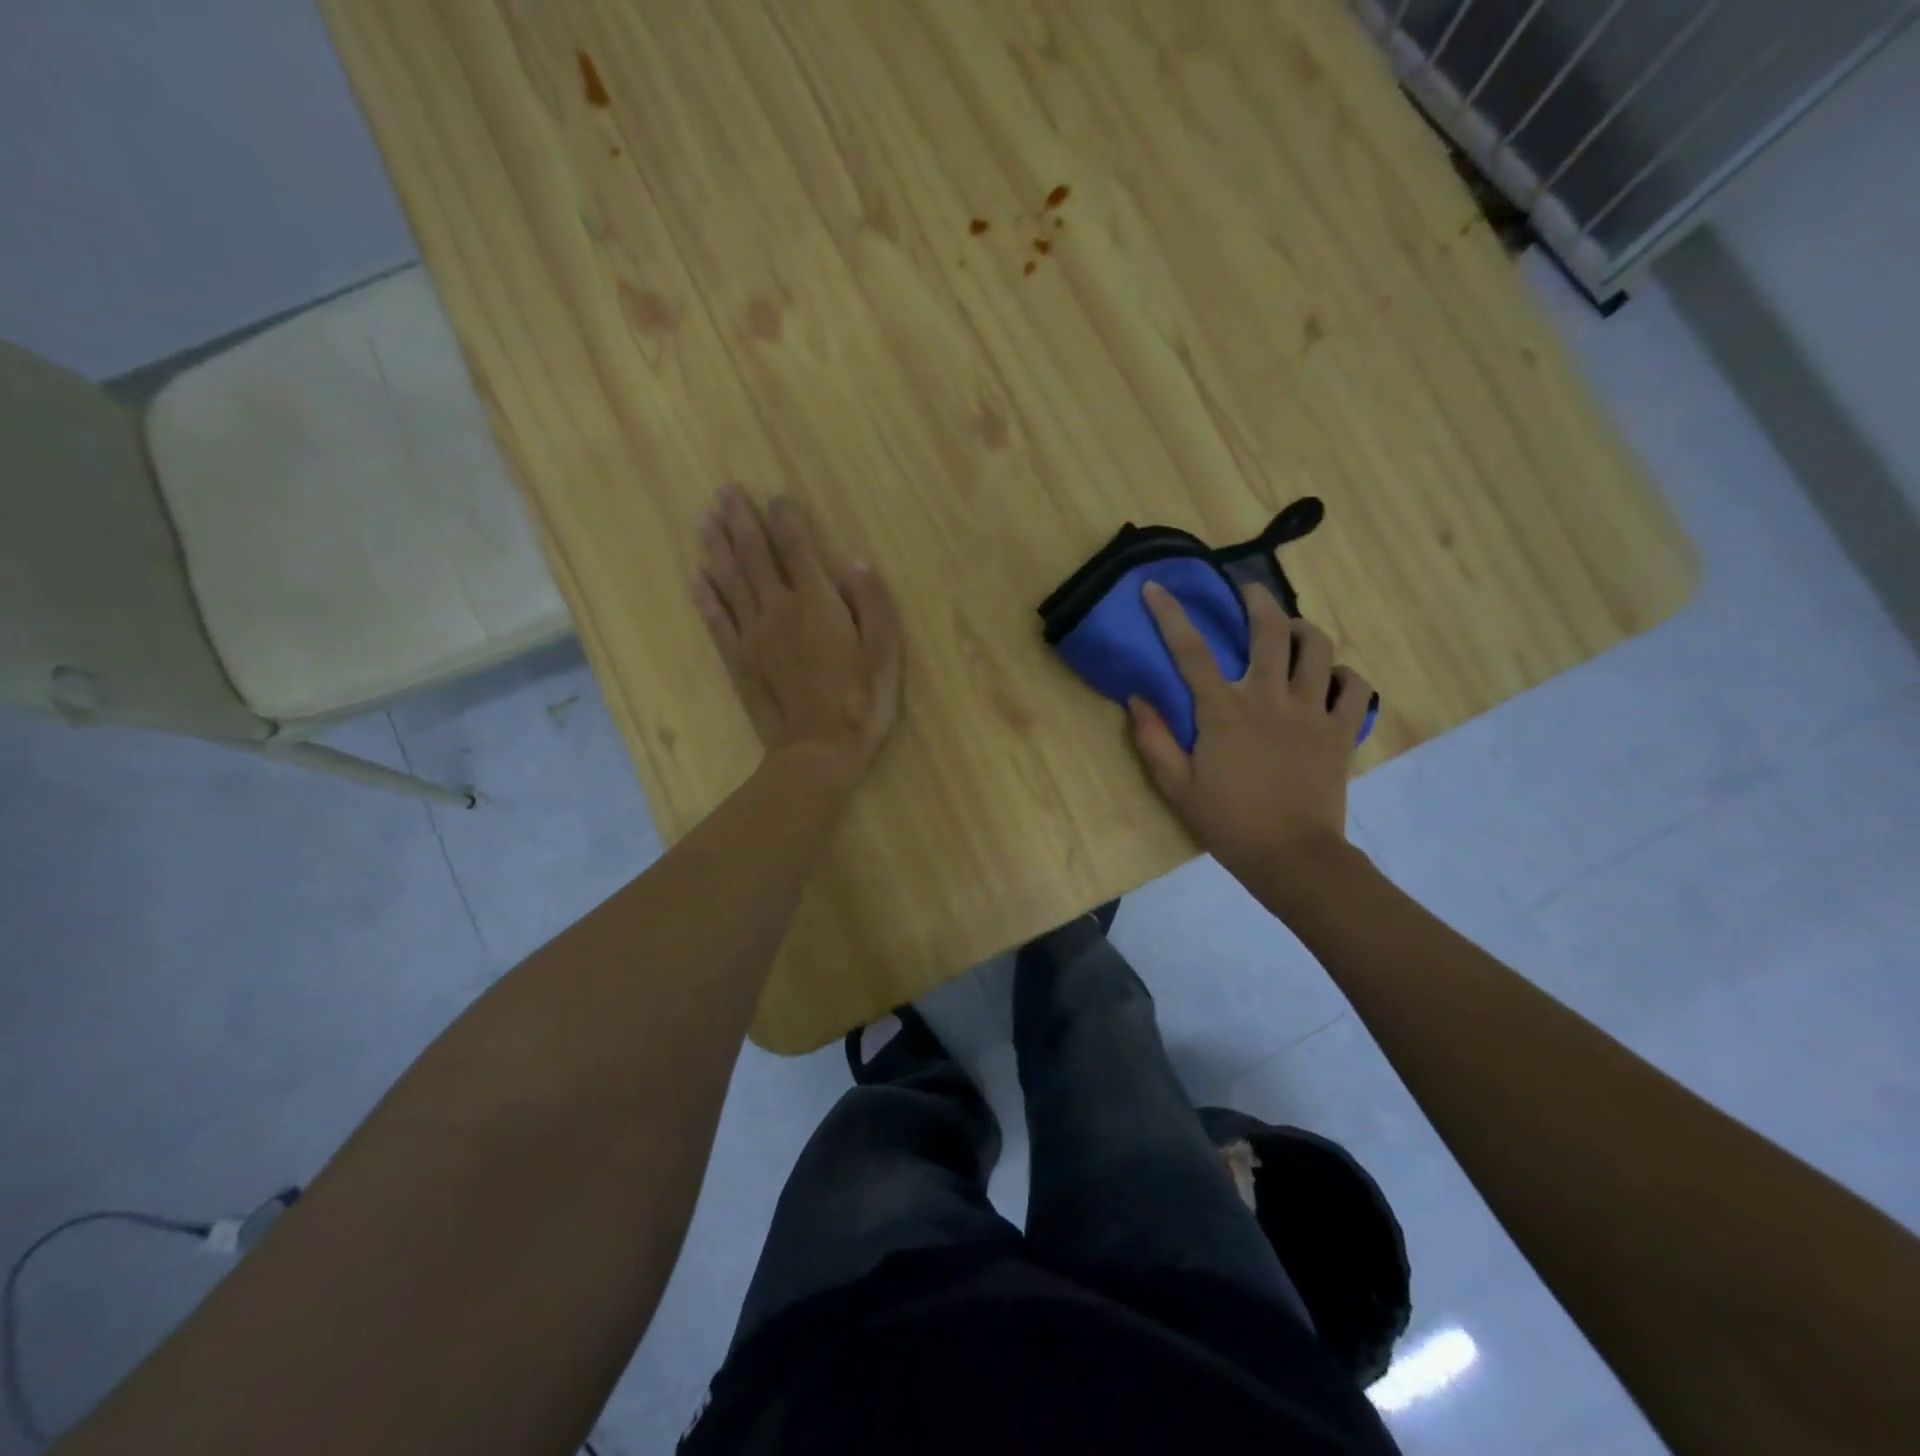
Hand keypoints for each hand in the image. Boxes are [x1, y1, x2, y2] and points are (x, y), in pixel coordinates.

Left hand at [691, 484, 901, 786]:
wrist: (818, 751)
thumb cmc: (861, 702)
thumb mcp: (885, 653)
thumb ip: (873, 604)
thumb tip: (855, 563)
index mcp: (818, 603)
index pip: (798, 548)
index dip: (787, 518)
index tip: (777, 495)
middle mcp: (779, 610)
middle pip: (754, 555)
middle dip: (740, 520)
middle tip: (724, 491)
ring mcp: (753, 635)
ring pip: (729, 580)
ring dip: (716, 546)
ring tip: (704, 518)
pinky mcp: (738, 661)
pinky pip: (716, 621)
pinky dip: (704, 596)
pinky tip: (694, 576)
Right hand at [1130, 581, 1371, 887]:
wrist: (1292, 858)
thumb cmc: (1228, 823)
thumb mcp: (1176, 787)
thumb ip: (1154, 740)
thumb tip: (1137, 698)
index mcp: (1224, 712)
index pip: (1191, 650)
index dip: (1170, 614)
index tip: (1156, 587)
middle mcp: (1270, 699)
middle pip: (1270, 630)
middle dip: (1257, 600)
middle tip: (1247, 591)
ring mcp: (1313, 712)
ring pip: (1318, 648)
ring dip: (1303, 629)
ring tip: (1292, 630)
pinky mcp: (1343, 730)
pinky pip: (1355, 686)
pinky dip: (1345, 674)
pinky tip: (1331, 678)